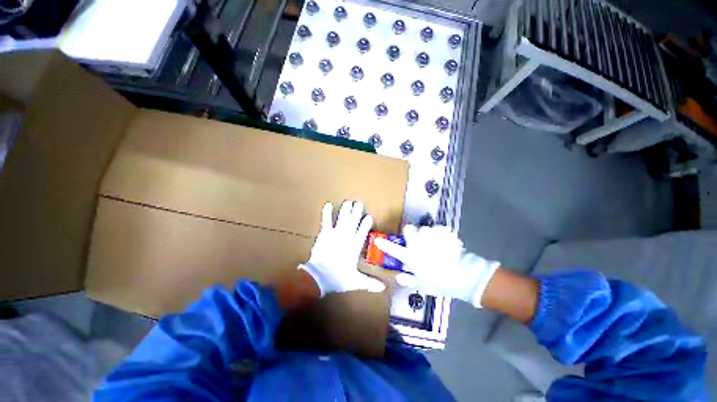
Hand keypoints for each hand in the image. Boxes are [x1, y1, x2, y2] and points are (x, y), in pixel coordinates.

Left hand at [300, 201, 385, 296]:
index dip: (366, 225)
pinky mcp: (324, 234)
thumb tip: (383, 288)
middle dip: (356, 213)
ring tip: (348, 202)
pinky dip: (327, 213)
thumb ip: (369, 282)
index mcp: (354, 248)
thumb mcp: (355, 281)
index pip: (362, 234)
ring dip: (346, 211)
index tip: (369, 216)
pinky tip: (328, 204)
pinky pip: (327, 222)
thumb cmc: (337, 279)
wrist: (318, 277)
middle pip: (353, 224)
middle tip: (359, 203)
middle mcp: (346, 239)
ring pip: (342, 220)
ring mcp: (335, 235)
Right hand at [374, 225, 499, 307]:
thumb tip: (398, 278)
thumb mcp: (423, 285)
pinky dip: (441, 233)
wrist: (463, 275)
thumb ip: (409, 281)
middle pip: (408, 229)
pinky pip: (439, 229)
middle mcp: (418, 243)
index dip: (384, 245)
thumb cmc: (440, 282)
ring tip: (435, 243)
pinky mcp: (443, 233)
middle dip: (411, 232)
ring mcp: (431, 237)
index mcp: (411, 256)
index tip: (377, 241)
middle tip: (417, 240)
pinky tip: (446, 241)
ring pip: (424, 228)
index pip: (393, 249)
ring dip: (427, 234)